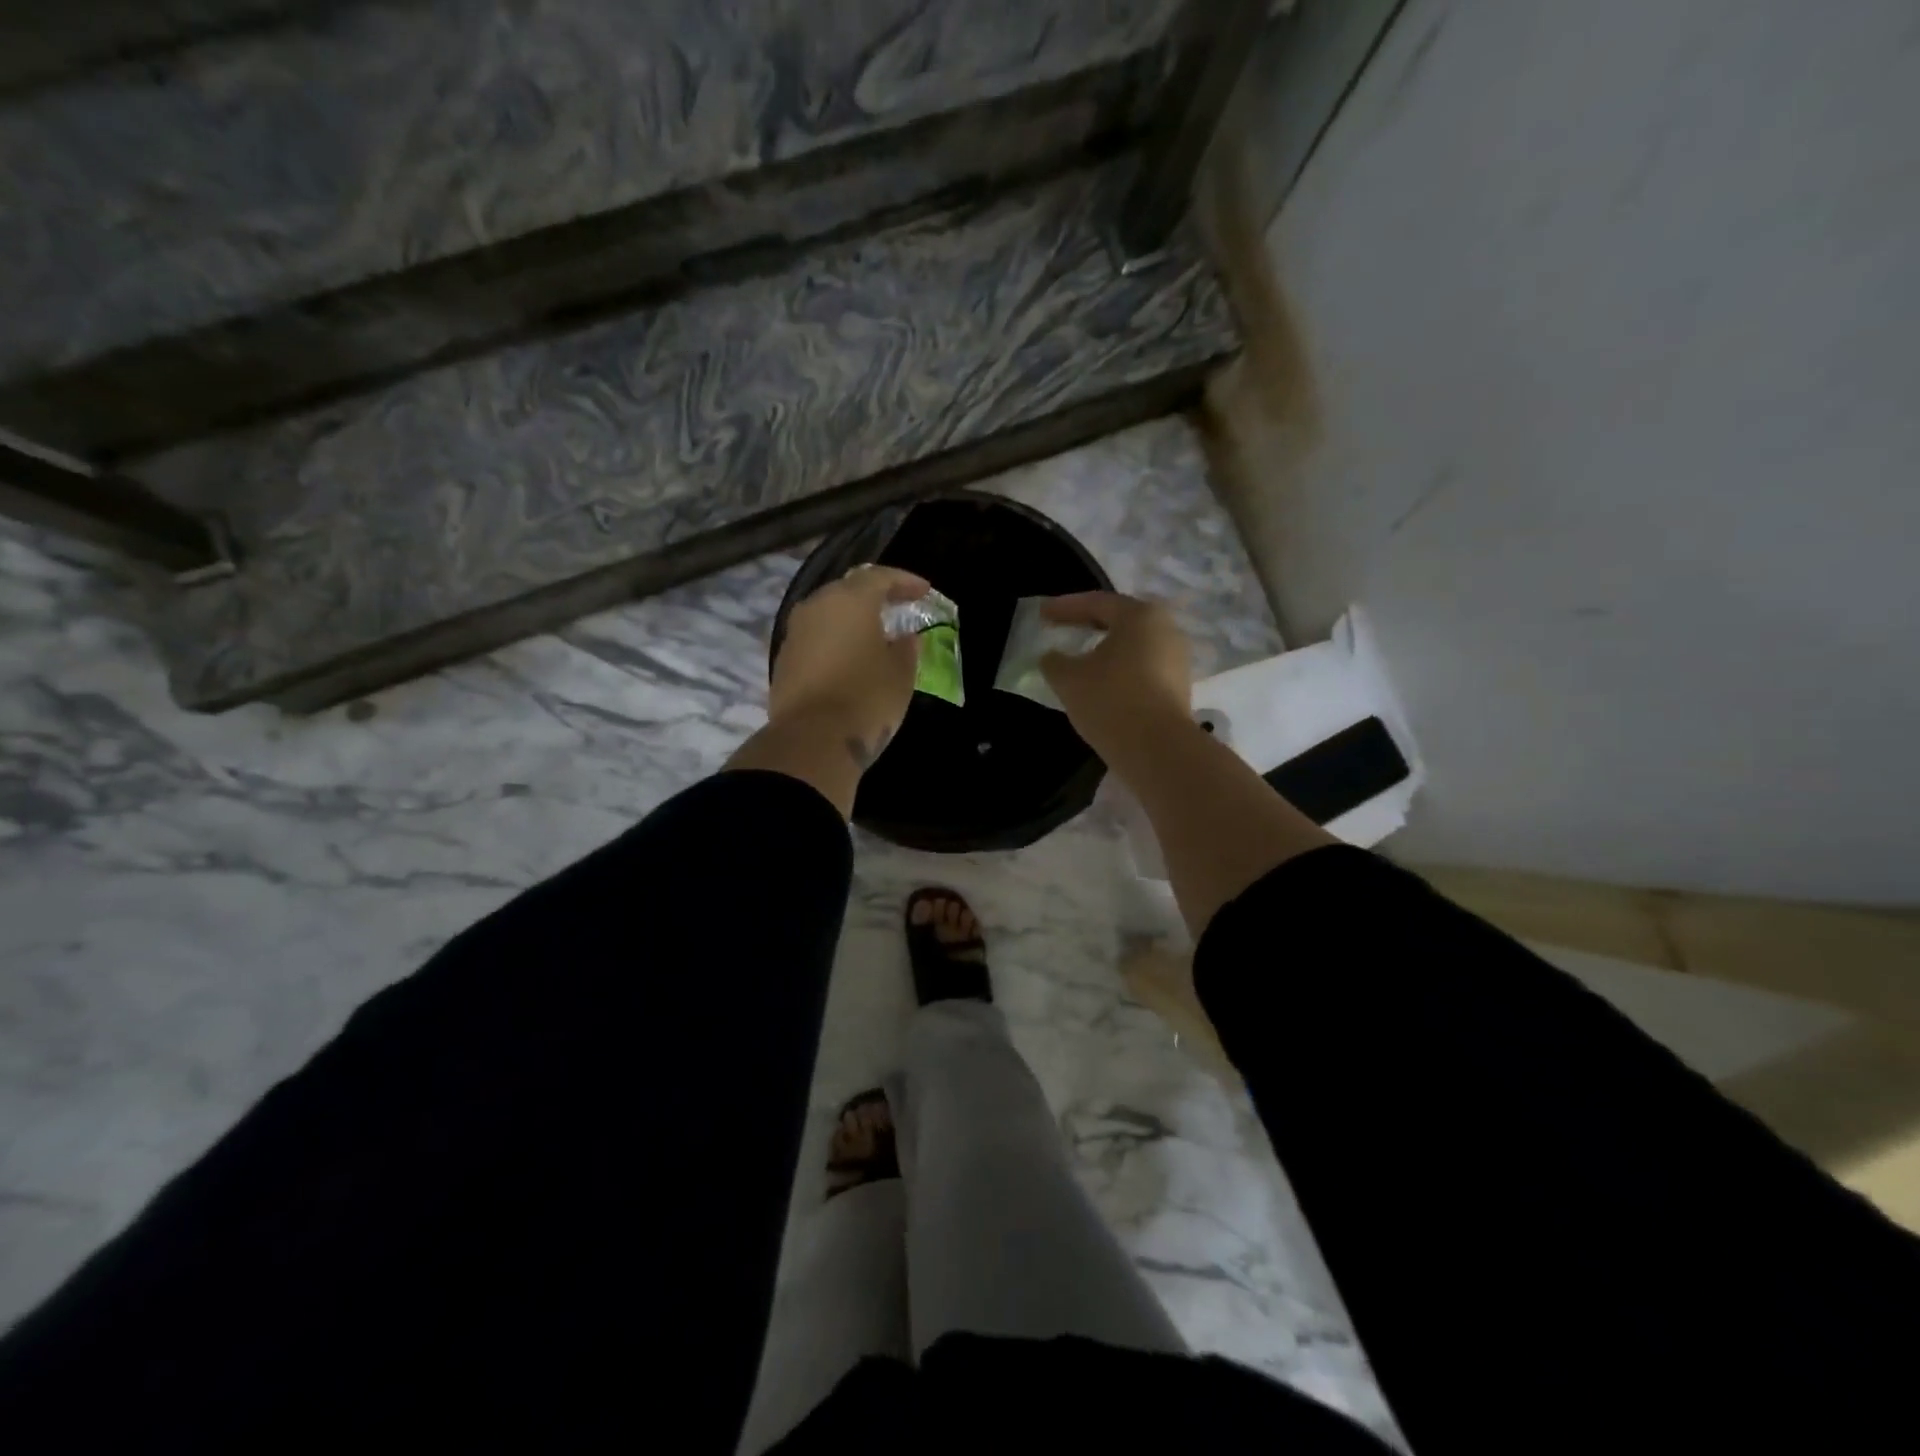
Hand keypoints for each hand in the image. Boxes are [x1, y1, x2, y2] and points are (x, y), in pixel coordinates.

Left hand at [771, 565, 930, 766]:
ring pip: (828, 614)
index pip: (880, 577)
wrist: (812, 740)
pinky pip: (815, 639)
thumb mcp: (901, 673)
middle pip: (848, 590)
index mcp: (850, 599)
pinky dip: (834, 641)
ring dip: (851, 620)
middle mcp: (816, 606)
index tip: (923, 590)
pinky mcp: (784, 660)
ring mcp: (795, 633)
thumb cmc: (867, 698)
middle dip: (874, 596)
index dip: (905, 581)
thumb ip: (906, 649)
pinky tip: (849, 658)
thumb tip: (905, 639)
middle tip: (897, 607)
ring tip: (874, 635)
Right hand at [1038, 592, 1193, 762]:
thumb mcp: (1068, 679)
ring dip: (1105, 650)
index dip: (1065, 607)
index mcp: (1140, 616)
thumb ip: (1054, 661)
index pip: (1096, 603)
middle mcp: (1165, 629)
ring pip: (1133, 646)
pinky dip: (1119, 670)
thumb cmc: (1110, 700)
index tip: (1041, 613)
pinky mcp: (1179, 687)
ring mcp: (1177, 659)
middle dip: (1088, 624)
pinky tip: (1101, 683)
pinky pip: (1142, 668)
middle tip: (1062, 629)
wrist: (1157, 749)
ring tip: (1080, 659)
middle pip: (1120, 620)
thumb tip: (1052, 657)